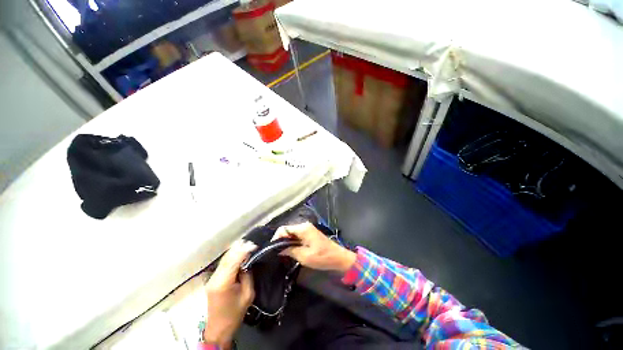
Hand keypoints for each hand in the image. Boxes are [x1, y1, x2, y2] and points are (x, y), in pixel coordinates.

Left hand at [204, 240, 256, 348]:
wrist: (219, 329)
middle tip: (251, 243)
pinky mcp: (213, 279)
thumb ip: (247, 275)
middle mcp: (215, 278)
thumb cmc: (235, 313)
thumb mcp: (247, 294)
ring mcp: (212, 278)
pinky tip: (239, 252)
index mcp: (223, 283)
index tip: (254, 245)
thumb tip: (248, 261)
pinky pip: (223, 263)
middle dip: (239, 248)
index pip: (233, 261)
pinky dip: (231, 256)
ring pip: (224, 259)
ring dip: (235, 250)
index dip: (244, 251)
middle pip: (227, 258)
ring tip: (246, 244)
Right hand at [273, 222, 355, 272]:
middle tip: (277, 253)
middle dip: (281, 241)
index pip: (284, 229)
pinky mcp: (309, 234)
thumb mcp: (304, 256)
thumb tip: (278, 249)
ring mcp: (307, 229)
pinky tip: (290, 251)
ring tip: (282, 254)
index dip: (276, 238)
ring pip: (291, 234)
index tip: (273, 250)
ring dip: (286, 242)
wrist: (338, 257)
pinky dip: (292, 243)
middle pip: (287, 230)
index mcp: (303, 228)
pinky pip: (297, 236)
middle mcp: (304, 226)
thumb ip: (290, 250)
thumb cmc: (322, 257)